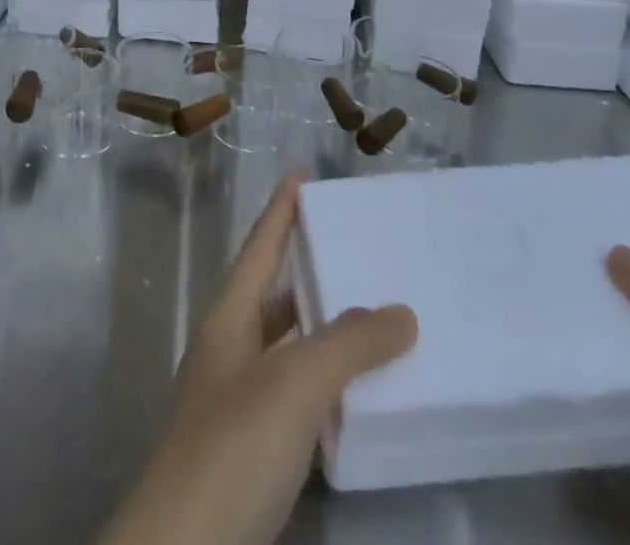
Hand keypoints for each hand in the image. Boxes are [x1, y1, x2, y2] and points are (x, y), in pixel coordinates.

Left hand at [96, 175, 417, 544]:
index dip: (280, 211)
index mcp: (229, 319)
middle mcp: (230, 351)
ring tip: (370, 310)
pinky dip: (327, 383)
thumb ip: (347, 343)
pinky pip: (297, 396)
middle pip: (272, 293)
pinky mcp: (254, 453)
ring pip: (287, 346)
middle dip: (307, 265)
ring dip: (322, 328)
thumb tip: (400, 310)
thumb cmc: (233, 447)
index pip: (259, 248)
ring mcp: (239, 403)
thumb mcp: (293, 384)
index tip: (302, 175)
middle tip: (355, 245)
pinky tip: (357, 391)